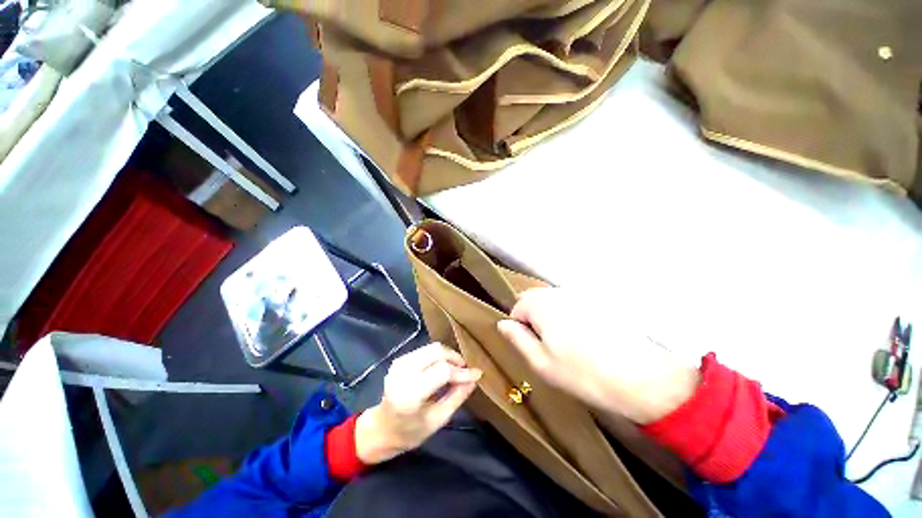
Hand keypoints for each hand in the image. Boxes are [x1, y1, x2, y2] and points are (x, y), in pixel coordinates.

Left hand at [355, 343, 480, 464]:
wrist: (381, 429)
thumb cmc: (410, 432)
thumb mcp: (438, 420)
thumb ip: (457, 397)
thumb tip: (474, 379)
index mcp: (410, 394)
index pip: (442, 371)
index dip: (462, 371)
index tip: (477, 374)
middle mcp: (403, 373)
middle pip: (437, 352)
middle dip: (455, 358)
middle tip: (465, 370)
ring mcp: (399, 363)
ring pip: (432, 347)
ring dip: (447, 355)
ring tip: (456, 369)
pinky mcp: (400, 359)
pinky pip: (425, 350)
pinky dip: (438, 356)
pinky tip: (442, 367)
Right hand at [497, 287, 699, 424]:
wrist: (642, 377)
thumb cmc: (583, 374)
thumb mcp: (541, 362)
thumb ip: (518, 339)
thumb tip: (502, 324)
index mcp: (541, 305)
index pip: (517, 307)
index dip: (519, 327)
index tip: (532, 346)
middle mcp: (558, 292)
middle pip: (534, 299)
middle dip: (534, 317)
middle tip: (548, 345)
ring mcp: (580, 294)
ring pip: (553, 300)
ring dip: (552, 315)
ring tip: (567, 342)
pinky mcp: (598, 300)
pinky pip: (573, 302)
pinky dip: (570, 315)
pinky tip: (585, 336)